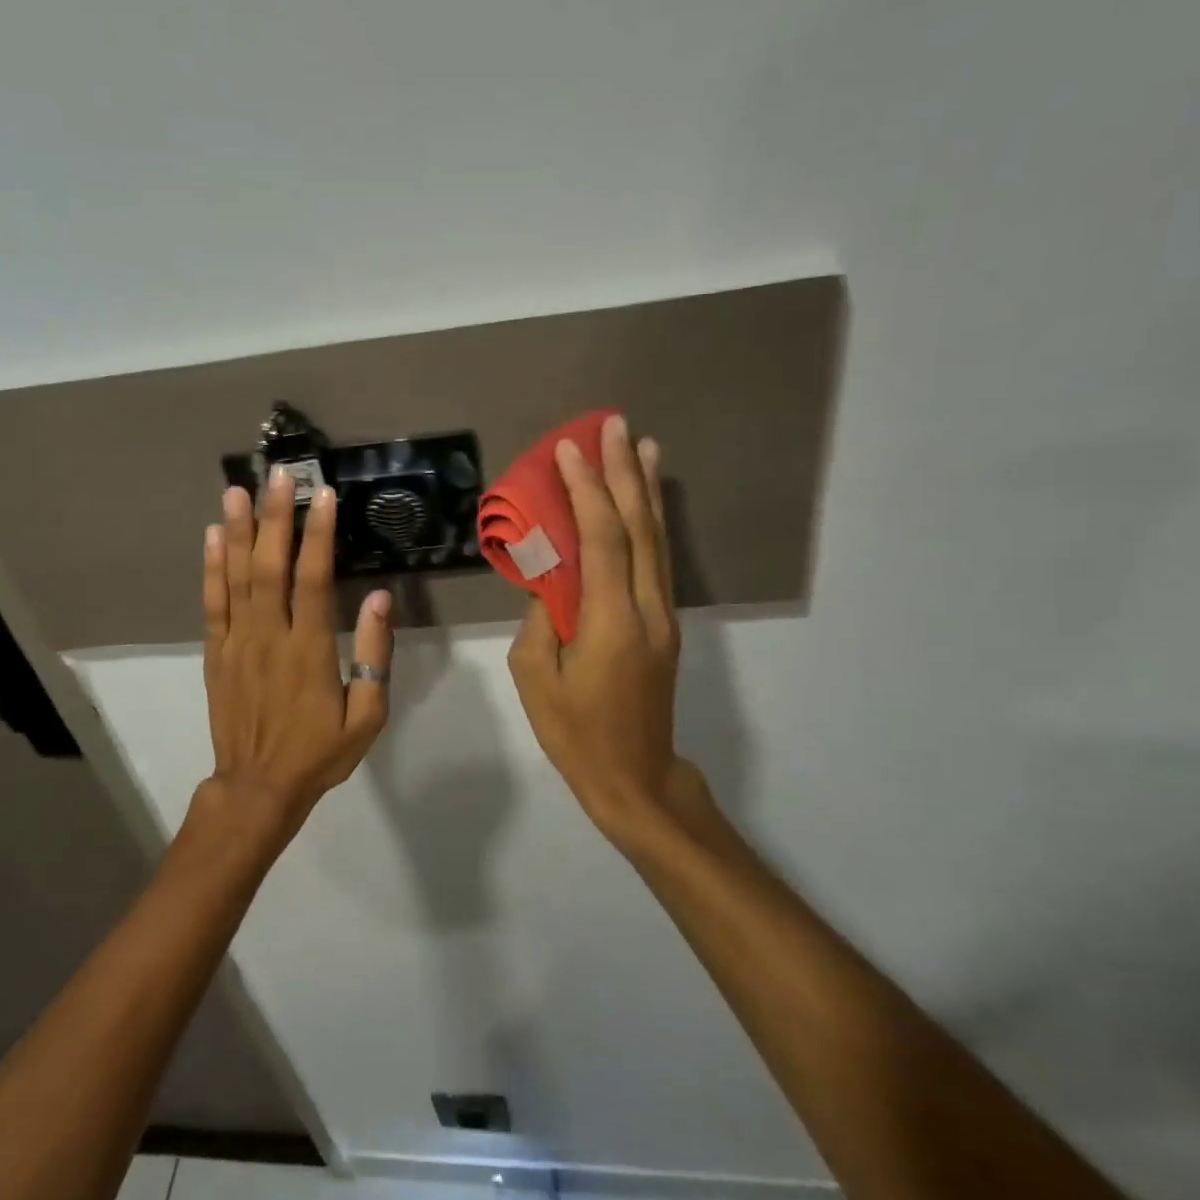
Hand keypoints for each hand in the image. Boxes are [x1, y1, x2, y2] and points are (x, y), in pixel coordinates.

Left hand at [201, 470, 394, 835]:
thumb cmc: (319, 752)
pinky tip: (212, 537)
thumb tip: (378, 599)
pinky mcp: (216, 652)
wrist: (257, 787)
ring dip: (237, 530)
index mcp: (309, 649)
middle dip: (275, 516)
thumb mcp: (367, 716)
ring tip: (236, 489)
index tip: (323, 494)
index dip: (318, 533)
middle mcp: (269, 636)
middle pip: (270, 565)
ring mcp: (237, 642)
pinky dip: (211, 568)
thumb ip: (373, 656)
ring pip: (236, 576)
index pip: (313, 579)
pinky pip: (212, 603)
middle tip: (277, 474)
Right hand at [507, 415, 715, 844]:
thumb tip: (549, 574)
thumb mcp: (535, 678)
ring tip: (642, 444)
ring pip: (657, 539)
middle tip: (615, 425)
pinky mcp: (664, 622)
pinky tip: (648, 500)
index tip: (570, 448)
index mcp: (611, 622)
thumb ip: (541, 617)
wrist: (635, 775)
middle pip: (639, 528)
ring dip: (646, 489)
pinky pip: (658, 559)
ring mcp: (663, 614)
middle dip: (624, 472)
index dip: (587, 490)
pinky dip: (653, 521)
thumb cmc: (575, 732)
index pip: (602, 540)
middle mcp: (647, 608)